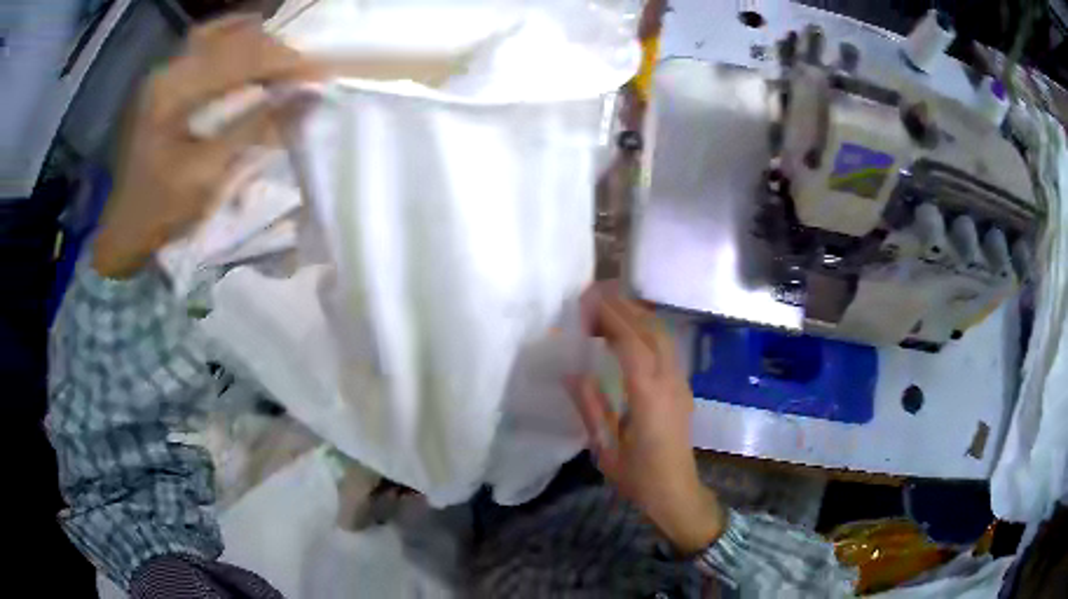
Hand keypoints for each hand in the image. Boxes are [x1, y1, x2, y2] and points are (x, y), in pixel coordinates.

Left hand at [92, 15, 321, 278]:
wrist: (124, 226)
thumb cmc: (161, 209)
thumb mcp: (208, 174)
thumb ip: (255, 128)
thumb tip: (308, 99)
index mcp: (172, 93)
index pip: (239, 58)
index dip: (284, 61)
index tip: (321, 74)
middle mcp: (168, 68)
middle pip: (234, 37)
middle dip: (275, 51)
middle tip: (305, 73)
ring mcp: (165, 69)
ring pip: (223, 32)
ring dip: (258, 44)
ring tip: (282, 63)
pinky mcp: (166, 77)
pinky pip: (208, 42)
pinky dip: (236, 41)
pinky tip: (252, 51)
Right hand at [569, 282, 724, 553]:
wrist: (677, 493)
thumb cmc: (638, 477)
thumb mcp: (605, 449)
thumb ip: (590, 407)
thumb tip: (571, 372)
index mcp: (649, 398)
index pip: (632, 344)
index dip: (611, 318)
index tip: (586, 303)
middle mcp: (670, 382)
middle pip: (651, 330)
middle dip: (622, 307)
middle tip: (591, 296)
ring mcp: (680, 383)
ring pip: (662, 335)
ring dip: (636, 315)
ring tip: (605, 308)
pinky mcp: (682, 387)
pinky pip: (666, 347)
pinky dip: (645, 329)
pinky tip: (627, 333)